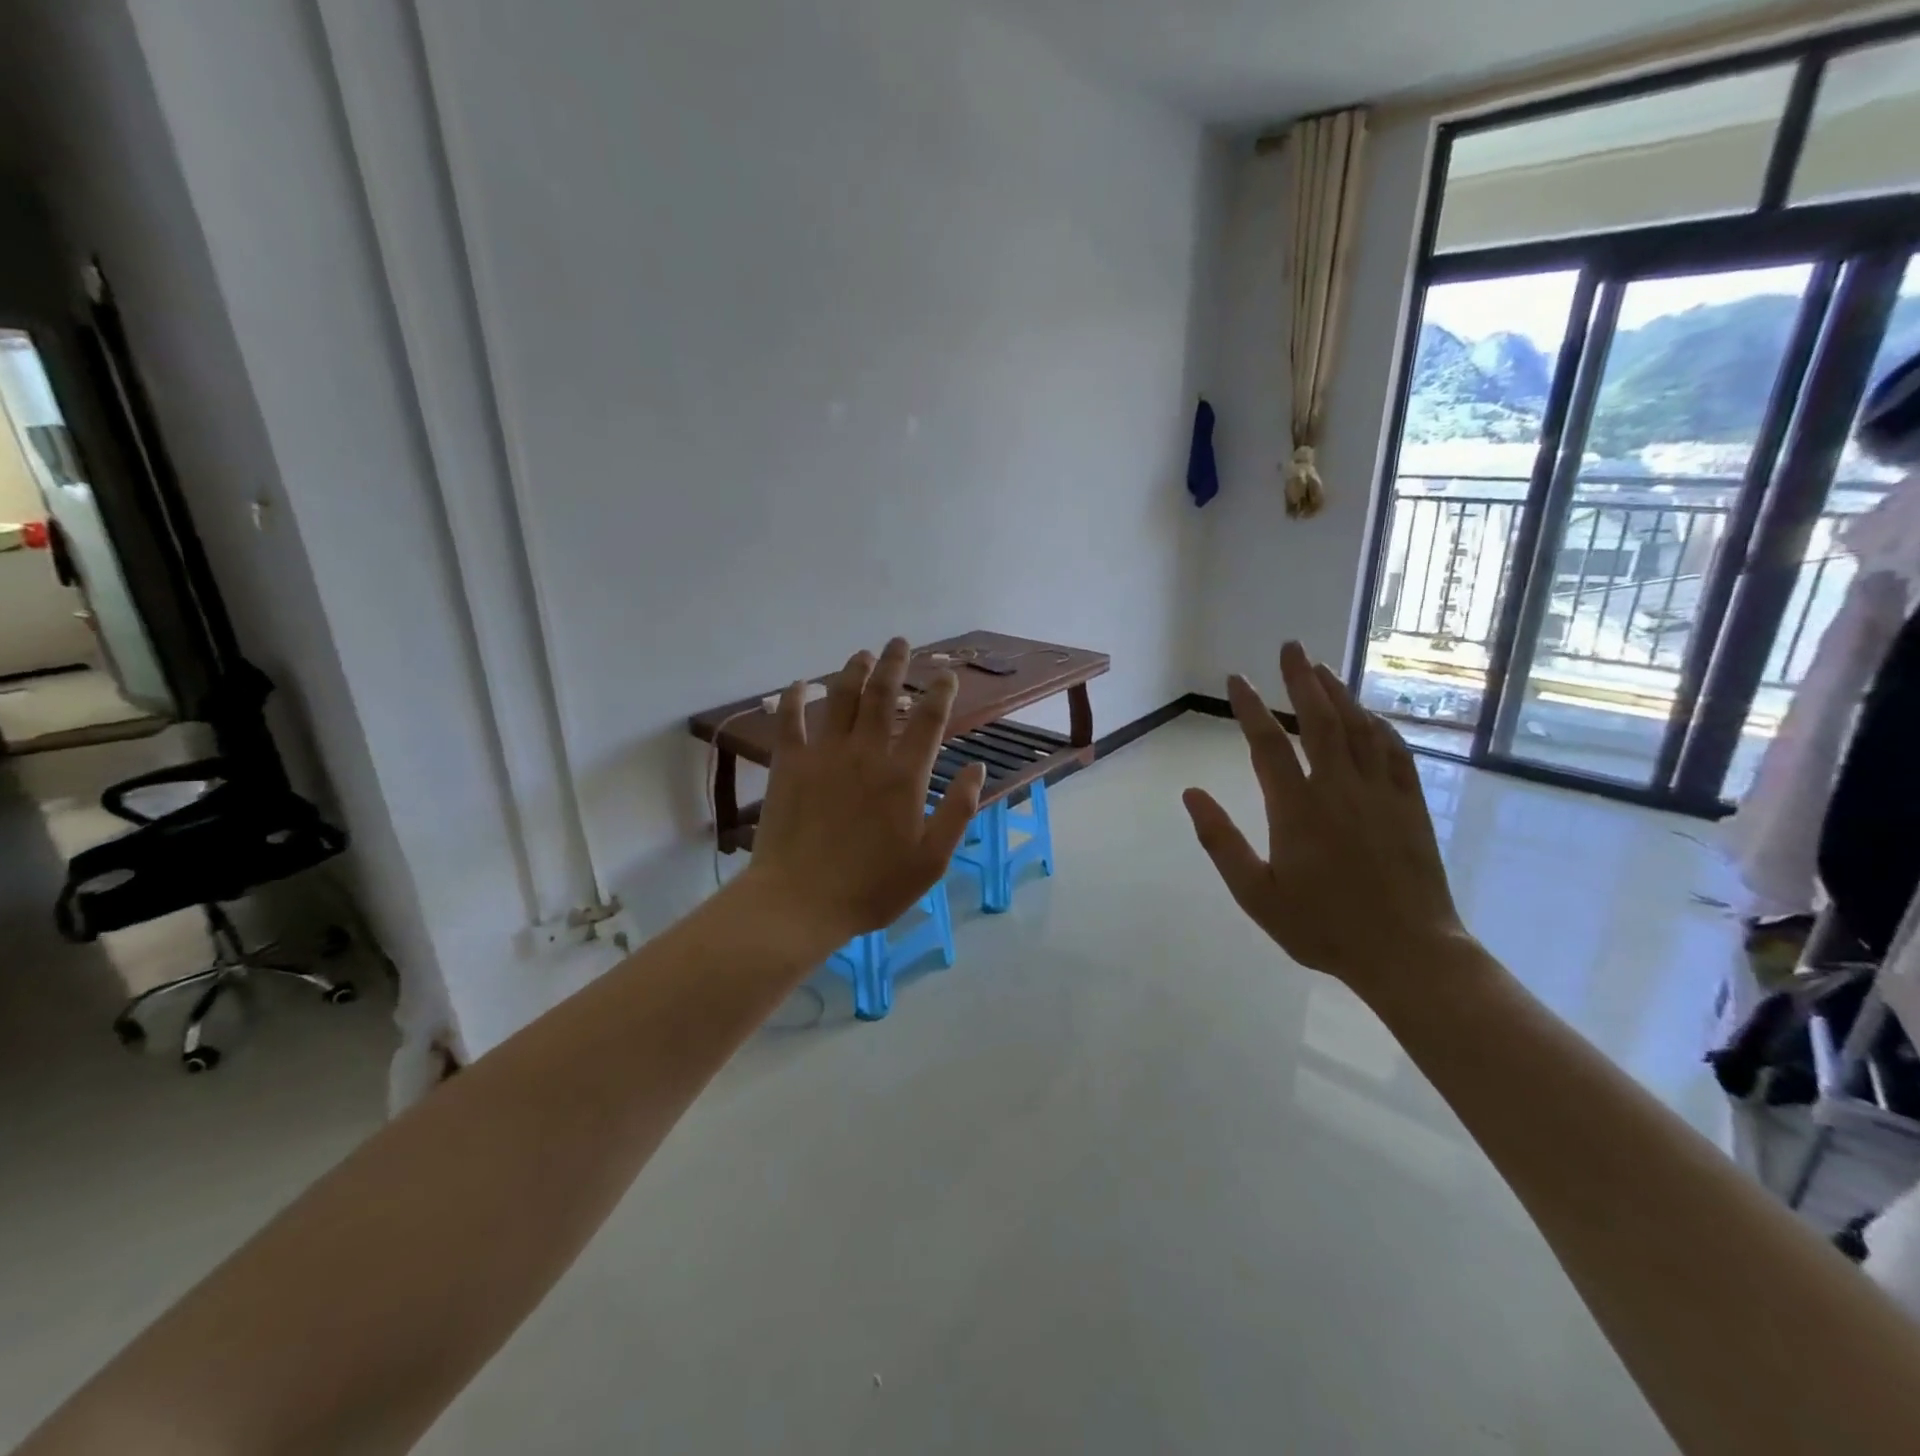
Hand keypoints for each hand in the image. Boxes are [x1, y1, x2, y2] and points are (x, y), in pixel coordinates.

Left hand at [744, 637, 985, 950]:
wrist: (800, 902)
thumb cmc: (872, 887)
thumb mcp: (931, 859)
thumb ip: (958, 810)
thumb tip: (976, 767)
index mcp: (903, 775)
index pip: (928, 719)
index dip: (940, 691)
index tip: (947, 674)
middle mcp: (865, 752)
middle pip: (882, 694)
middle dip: (894, 663)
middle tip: (900, 642)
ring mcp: (823, 754)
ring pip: (840, 697)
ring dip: (853, 670)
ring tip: (862, 654)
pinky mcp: (789, 764)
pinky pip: (791, 720)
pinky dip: (795, 698)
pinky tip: (800, 684)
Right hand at [1182, 641, 1470, 995]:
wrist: (1408, 953)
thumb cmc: (1323, 927)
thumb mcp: (1256, 894)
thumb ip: (1221, 841)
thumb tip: (1191, 794)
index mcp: (1296, 809)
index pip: (1267, 745)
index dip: (1250, 708)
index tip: (1236, 679)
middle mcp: (1339, 789)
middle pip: (1318, 720)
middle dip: (1300, 680)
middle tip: (1290, 646)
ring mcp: (1380, 794)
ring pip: (1358, 728)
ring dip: (1338, 693)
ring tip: (1321, 667)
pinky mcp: (1410, 804)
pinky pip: (1394, 752)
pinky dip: (1378, 726)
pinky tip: (1369, 714)